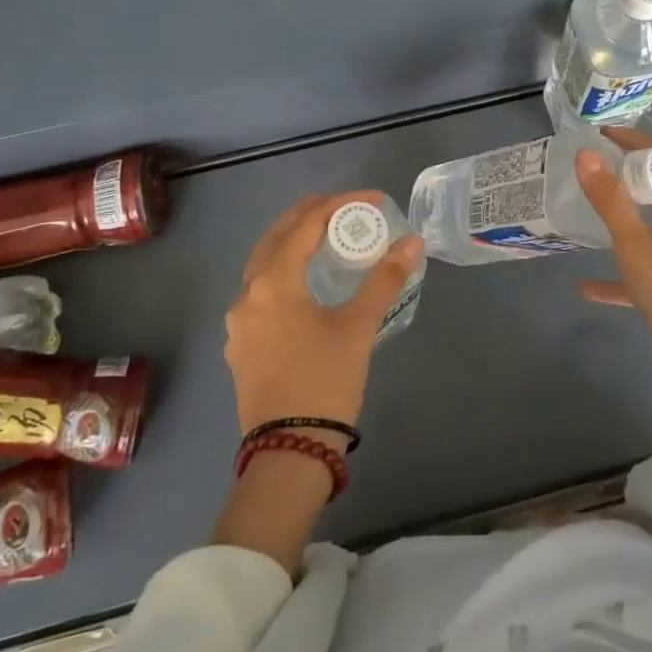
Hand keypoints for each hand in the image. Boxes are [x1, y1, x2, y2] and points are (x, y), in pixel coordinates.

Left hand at [225, 193, 423, 437]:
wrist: (288, 452)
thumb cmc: (325, 381)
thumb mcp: (359, 327)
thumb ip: (384, 280)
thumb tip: (412, 242)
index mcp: (273, 282)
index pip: (307, 225)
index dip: (341, 205)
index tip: (374, 200)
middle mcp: (247, 293)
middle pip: (277, 236)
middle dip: (309, 214)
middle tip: (343, 206)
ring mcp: (238, 321)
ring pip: (263, 263)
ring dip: (292, 242)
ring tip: (324, 236)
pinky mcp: (240, 344)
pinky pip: (259, 291)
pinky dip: (282, 272)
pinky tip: (301, 284)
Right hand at [574, 129, 651, 391]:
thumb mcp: (633, 244)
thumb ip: (609, 200)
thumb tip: (586, 154)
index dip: (636, 140)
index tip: (603, 135)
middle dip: (629, 173)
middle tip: (595, 169)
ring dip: (625, 215)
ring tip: (592, 214)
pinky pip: (646, 268)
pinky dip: (620, 270)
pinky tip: (588, 288)